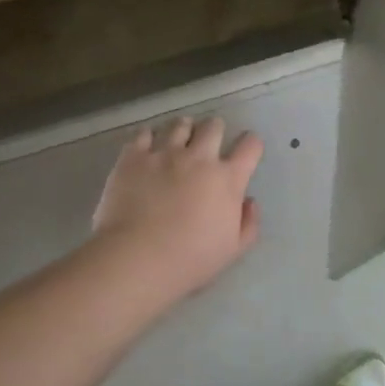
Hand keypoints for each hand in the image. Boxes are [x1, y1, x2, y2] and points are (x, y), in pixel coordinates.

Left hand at [92, 116, 262, 300]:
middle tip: (209, 141)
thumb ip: (249, 223)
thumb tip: (249, 200)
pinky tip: (147, 146)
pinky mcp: (133, 157)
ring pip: (180, 124)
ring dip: (184, 129)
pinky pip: (144, 133)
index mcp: (227, 179)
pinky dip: (149, 137)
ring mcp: (164, 153)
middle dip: (215, 130)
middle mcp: (199, 158)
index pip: (250, 146)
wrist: (138, 258)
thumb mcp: (233, 250)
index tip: (247, 149)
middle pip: (213, 126)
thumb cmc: (190, 260)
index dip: (251, 144)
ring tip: (179, 139)